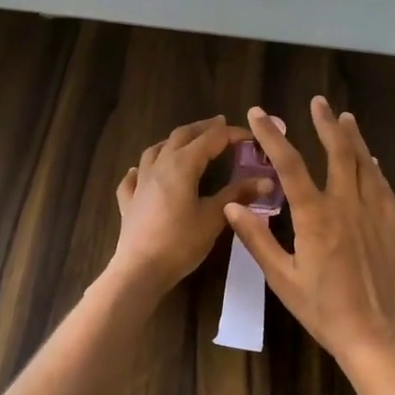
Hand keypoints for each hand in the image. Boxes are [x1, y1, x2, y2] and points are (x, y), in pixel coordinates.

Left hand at [109, 116, 266, 297]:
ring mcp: (140, 182)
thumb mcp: (214, 217)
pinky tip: (142, 172)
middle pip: (181, 136)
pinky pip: (134, 177)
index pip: (211, 139)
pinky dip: (143, 169)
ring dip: (173, 142)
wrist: (139, 269)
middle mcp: (159, 165)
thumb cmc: (180, 242)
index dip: (232, 134)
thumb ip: (238, 194)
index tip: (251, 136)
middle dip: (202, 128)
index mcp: (183, 164)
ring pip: (155, 150)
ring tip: (186, 142)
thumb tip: (266, 180)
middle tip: (220, 125)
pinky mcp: (129, 201)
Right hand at [225, 97, 394, 365]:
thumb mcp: (283, 279)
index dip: (272, 136)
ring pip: (364, 164)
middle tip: (317, 102)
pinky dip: (373, 167)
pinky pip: (382, 186)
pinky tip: (371, 160)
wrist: (376, 335)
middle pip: (337, 152)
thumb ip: (258, 239)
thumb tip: (233, 205)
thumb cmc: (323, 310)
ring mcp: (373, 213)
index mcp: (315, 216)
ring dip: (353, 138)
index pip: (290, 164)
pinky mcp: (391, 225)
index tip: (259, 114)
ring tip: (346, 117)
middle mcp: (347, 205)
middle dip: (325, 124)